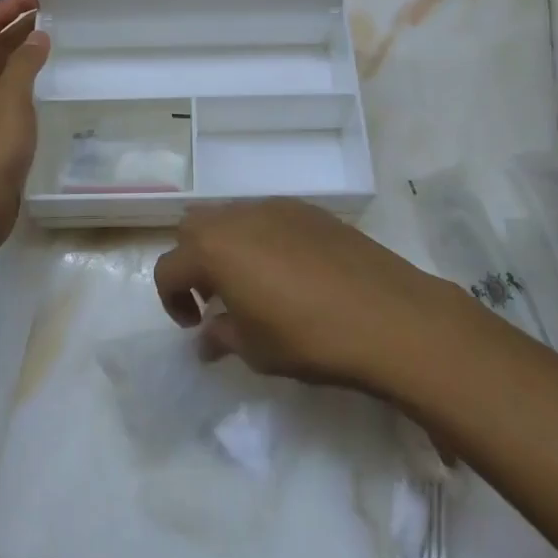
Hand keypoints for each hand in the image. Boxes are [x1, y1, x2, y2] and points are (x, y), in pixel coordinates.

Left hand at [0, 0, 49, 256]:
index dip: (10, 5)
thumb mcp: (10, 99)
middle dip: (18, 24)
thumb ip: (24, 63)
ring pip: (0, 68)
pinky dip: (24, 77)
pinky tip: (44, 80)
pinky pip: (8, 91)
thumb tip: (38, 35)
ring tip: (53, 38)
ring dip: (22, 50)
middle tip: (53, 13)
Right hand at [152, 199, 462, 395]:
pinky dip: (262, 238)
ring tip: (255, 284)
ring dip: (228, 246)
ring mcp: (275, 207)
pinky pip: (268, 217)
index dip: (172, 300)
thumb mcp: (256, 349)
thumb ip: (221, 337)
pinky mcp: (308, 209)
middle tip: (218, 298)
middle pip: (194, 229)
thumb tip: (206, 338)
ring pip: (231, 217)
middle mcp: (237, 217)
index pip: (168, 268)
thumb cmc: (310, 338)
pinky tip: (291, 272)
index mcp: (213, 249)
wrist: (388, 315)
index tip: (195, 325)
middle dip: (195, 261)